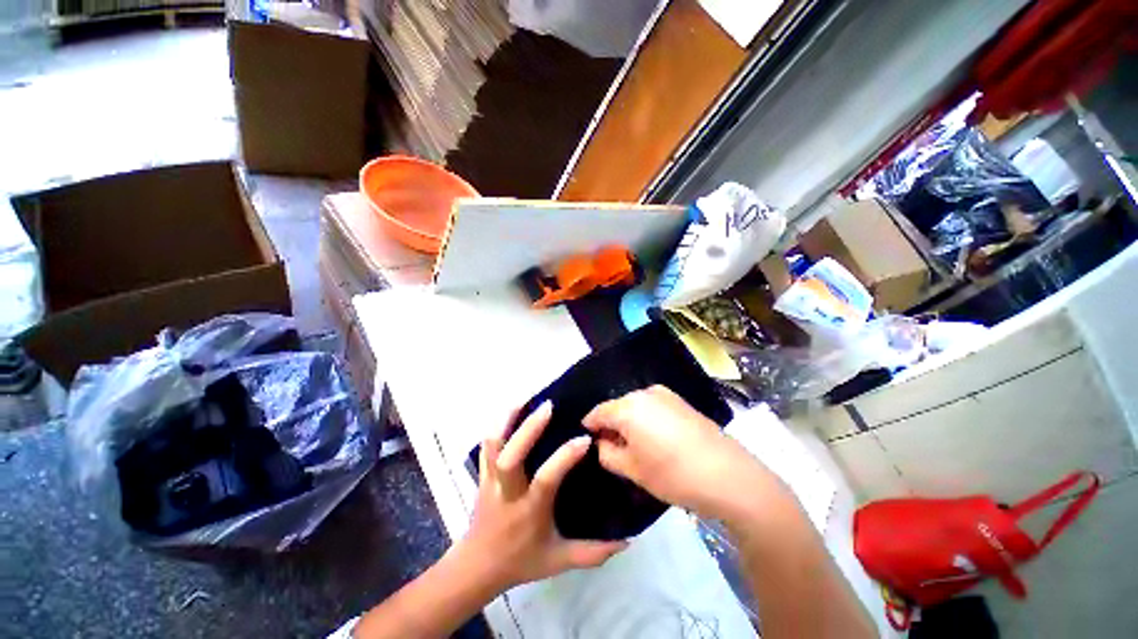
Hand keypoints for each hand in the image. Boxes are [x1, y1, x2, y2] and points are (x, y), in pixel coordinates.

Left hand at [458, 401, 627, 589]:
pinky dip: (498, 424)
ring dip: (507, 419)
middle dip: (528, 428)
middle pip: (510, 456)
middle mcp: (508, 492)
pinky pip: (486, 444)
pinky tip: (512, 408)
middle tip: (549, 406)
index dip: (565, 457)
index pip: (546, 479)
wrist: (477, 566)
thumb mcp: (559, 560)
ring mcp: (490, 479)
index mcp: (529, 511)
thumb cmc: (521, 561)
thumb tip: (627, 540)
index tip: (584, 439)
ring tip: (526, 398)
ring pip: (492, 445)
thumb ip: (593, 552)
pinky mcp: (483, 473)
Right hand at [582, 385, 775, 520]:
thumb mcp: (633, 470)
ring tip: (635, 446)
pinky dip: (647, 419)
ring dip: (630, 422)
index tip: (588, 440)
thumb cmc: (673, 474)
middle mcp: (645, 393)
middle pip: (618, 407)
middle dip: (612, 425)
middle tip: (612, 448)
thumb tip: (602, 443)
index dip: (590, 426)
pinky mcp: (682, 402)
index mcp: (628, 407)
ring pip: (637, 406)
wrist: (728, 475)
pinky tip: (656, 439)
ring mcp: (666, 395)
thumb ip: (608, 453)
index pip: (598, 412)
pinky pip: (654, 407)